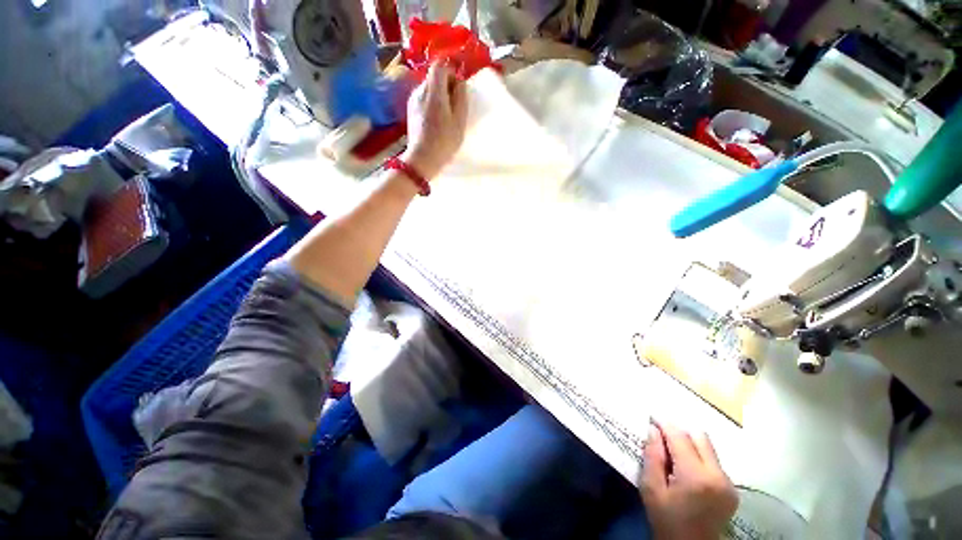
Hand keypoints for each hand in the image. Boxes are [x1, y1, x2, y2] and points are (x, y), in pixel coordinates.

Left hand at [402, 60, 467, 180]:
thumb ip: (461, 97)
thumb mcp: (459, 121)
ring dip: (439, 95)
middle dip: (446, 85)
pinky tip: (436, 120)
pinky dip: (432, 103)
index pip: (440, 65)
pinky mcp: (410, 110)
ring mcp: (413, 100)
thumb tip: (459, 82)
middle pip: (434, 76)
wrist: (422, 159)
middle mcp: (420, 90)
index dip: (451, 71)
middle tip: (456, 104)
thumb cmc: (444, 142)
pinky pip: (423, 98)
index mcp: (433, 91)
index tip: (459, 87)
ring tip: (447, 115)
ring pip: (428, 88)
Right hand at [641, 422, 737, 539]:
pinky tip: (686, 470)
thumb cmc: (666, 520)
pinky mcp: (732, 489)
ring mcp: (728, 483)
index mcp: (696, 476)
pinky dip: (698, 457)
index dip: (664, 424)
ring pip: (708, 447)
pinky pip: (713, 460)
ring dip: (689, 444)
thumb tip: (653, 429)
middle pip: (699, 436)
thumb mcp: (651, 489)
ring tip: (673, 456)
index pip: (680, 436)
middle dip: (678, 433)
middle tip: (661, 440)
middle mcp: (718, 475)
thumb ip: (652, 456)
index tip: (651, 419)